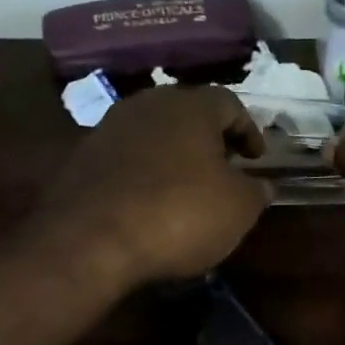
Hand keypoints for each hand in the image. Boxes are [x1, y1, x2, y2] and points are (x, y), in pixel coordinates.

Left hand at [41, 85, 270, 286]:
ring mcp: (110, 128)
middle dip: (210, 140)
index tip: (256, 159)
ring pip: (155, 134)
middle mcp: (148, 105)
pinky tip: (152, 203)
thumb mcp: (238, 209)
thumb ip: (256, 191)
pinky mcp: (84, 158)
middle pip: (188, 114)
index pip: (230, 104)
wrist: (91, 240)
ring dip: (175, 156)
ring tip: (188, 188)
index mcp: (191, 106)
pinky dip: (146, 174)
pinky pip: (128, 158)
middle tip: (225, 169)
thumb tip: (261, 185)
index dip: (249, 131)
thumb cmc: (180, 215)